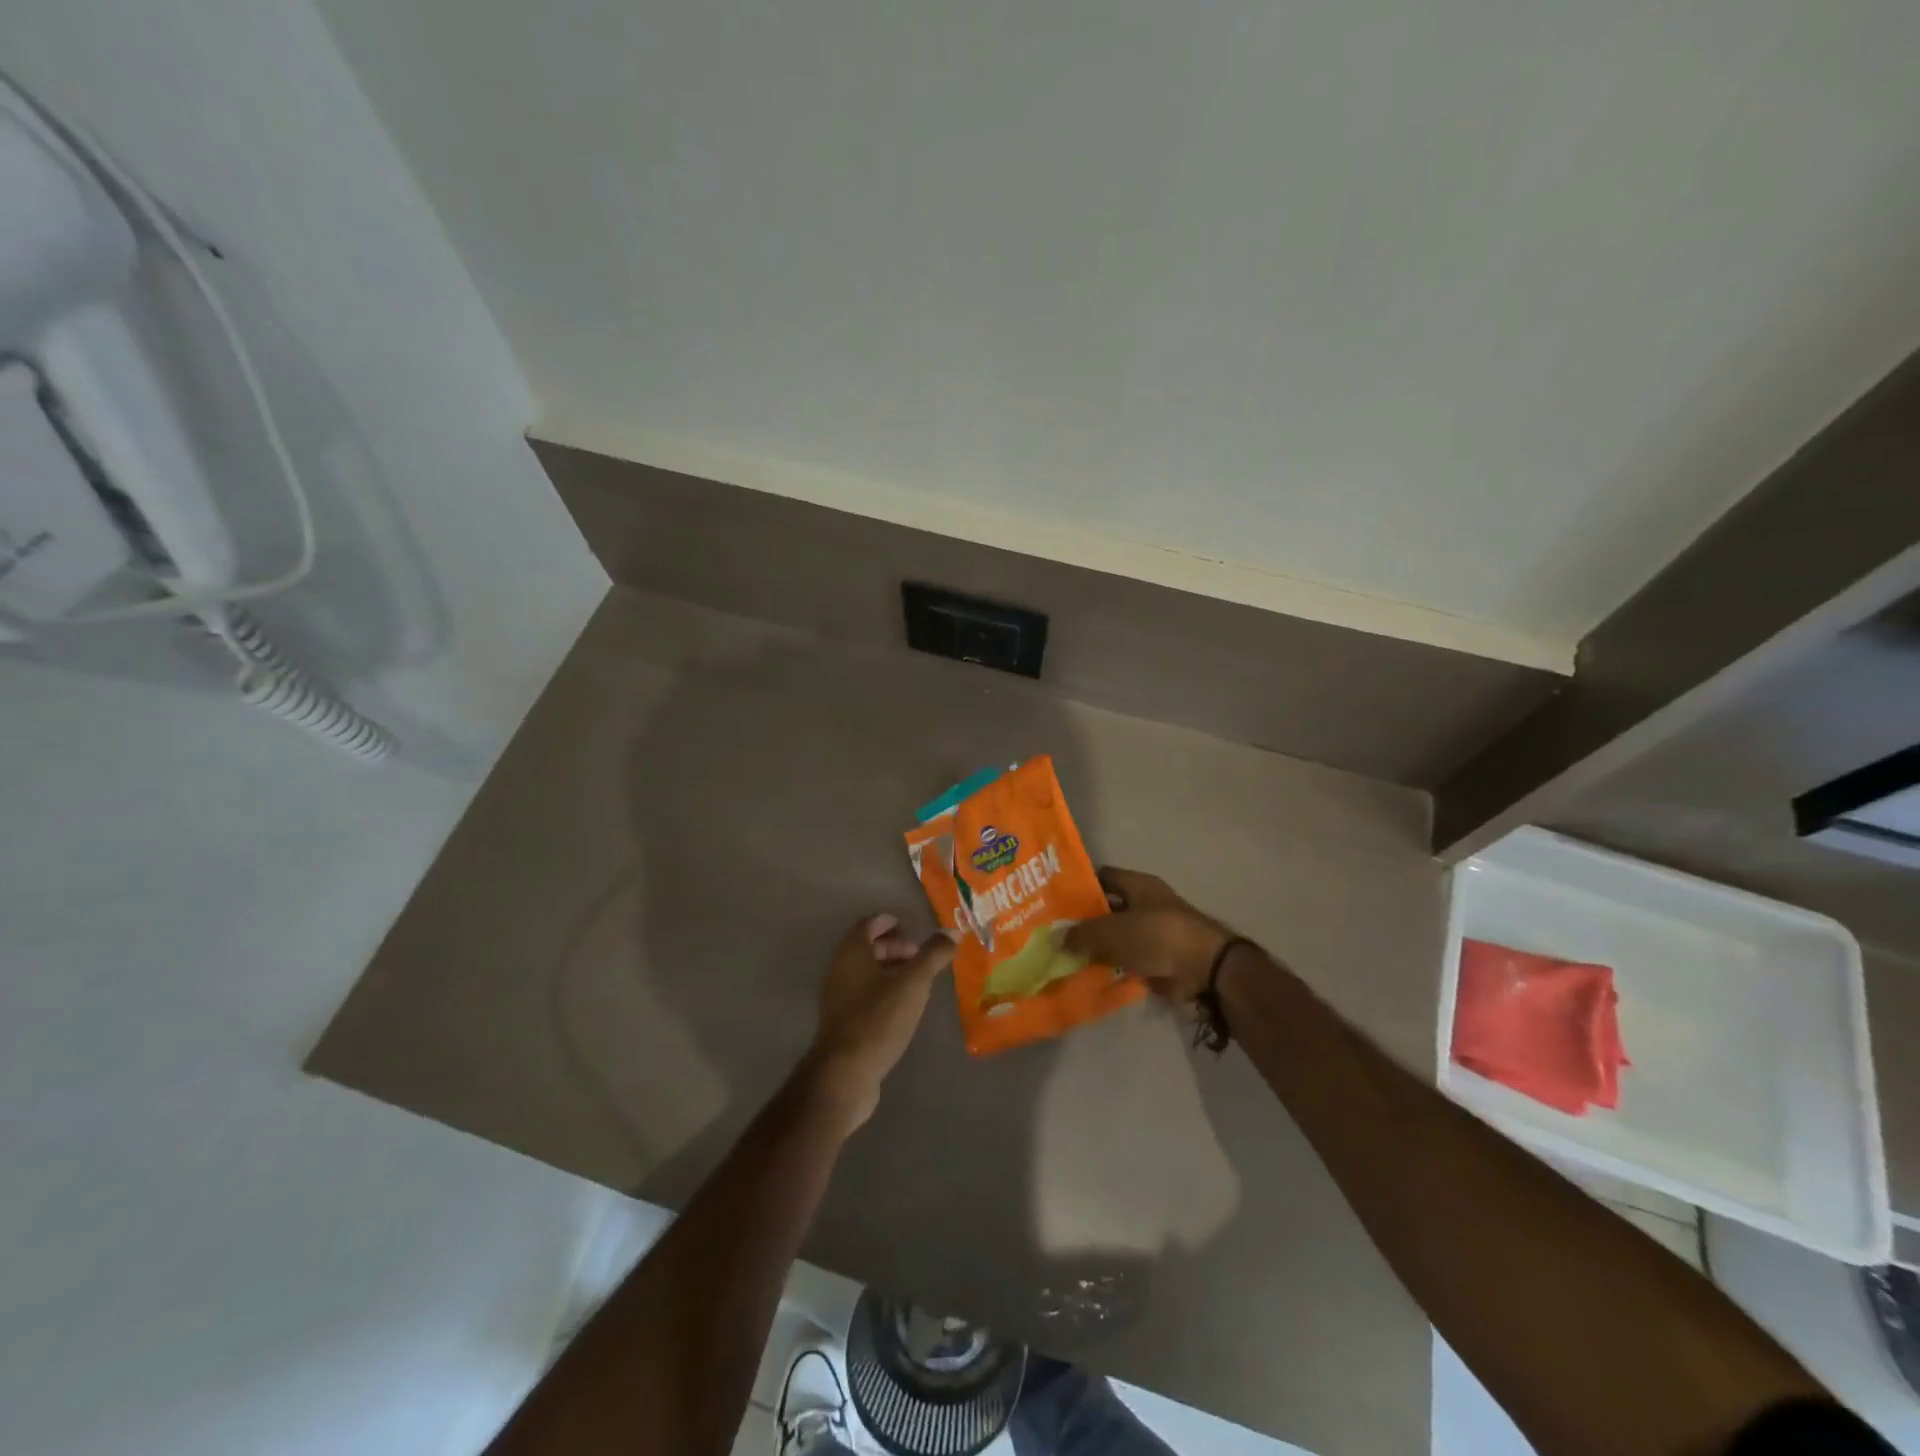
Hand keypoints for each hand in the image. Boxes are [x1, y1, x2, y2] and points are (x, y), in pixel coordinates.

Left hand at [801, 914, 952, 1133]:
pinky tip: (902, 1007)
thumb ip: (932, 955)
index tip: (911, 928)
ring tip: (917, 982)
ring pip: (865, 973)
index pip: (868, 924)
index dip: (889, 922)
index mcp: (852, 953)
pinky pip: (863, 994)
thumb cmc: (878, 1018)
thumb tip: (951, 931)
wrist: (845, 1073)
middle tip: (919, 956)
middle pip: (866, 948)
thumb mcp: (913, 984)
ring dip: (889, 970)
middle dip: (893, 947)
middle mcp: (839, 969)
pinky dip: (882, 991)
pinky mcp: (841, 1022)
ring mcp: (837, 997)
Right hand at [1062, 867, 1236, 1004]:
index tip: (1054, 899)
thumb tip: (1057, 937)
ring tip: (1063, 956)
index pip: (1102, 877)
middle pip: (1107, 909)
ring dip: (1096, 948)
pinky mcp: (1157, 960)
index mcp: (1138, 885)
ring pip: (1115, 938)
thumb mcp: (1113, 931)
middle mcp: (1145, 905)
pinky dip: (1111, 968)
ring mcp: (1153, 934)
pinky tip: (1086, 976)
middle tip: (1053, 932)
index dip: (1079, 885)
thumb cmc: (1158, 936)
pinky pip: (1127, 961)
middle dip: (1083, 921)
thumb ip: (1083, 933)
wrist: (1206, 970)